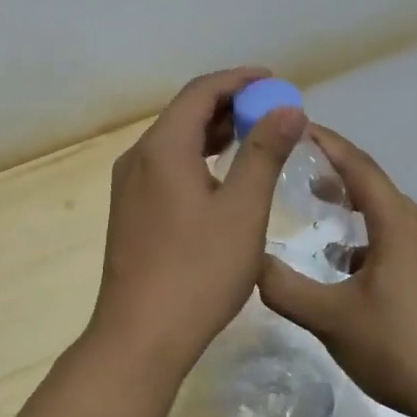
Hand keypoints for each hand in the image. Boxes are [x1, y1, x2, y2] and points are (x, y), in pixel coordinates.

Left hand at [90, 67, 305, 359]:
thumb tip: (287, 108)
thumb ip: (265, 153)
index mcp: (161, 148)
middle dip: (230, 105)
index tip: (275, 82)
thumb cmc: (198, 271)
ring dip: (215, 133)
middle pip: (185, 113)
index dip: (239, 80)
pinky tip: (224, 176)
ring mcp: (130, 186)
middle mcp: (138, 157)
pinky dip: (199, 159)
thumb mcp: (243, 210)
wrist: (140, 336)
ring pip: (176, 141)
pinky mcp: (131, 211)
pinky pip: (167, 167)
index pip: (200, 92)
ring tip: (257, 137)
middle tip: (273, 112)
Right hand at [257, 124, 416, 416]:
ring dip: (358, 216)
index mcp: (400, 226)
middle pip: (378, 191)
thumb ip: (286, 288)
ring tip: (326, 224)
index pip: (360, 168)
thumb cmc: (400, 348)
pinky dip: (376, 244)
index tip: (300, 126)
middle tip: (302, 174)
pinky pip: (406, 246)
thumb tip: (251, 262)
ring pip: (392, 222)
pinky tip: (356, 274)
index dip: (329, 144)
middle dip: (339, 179)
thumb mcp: (331, 319)